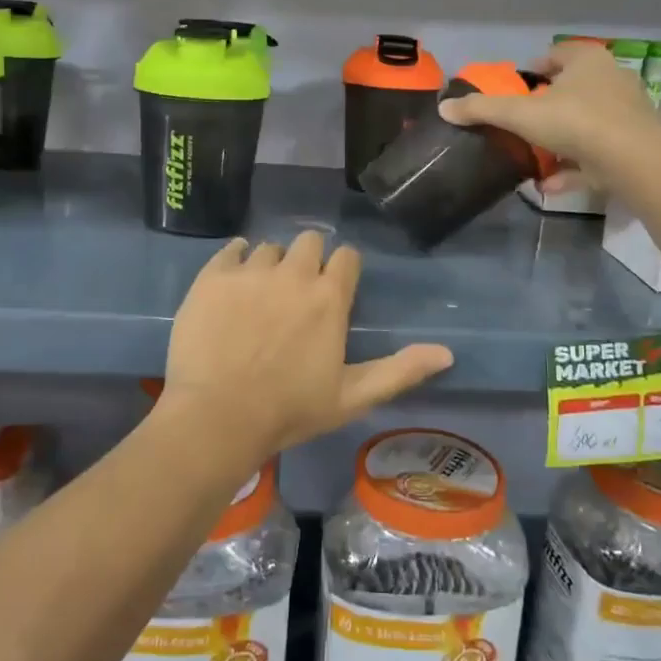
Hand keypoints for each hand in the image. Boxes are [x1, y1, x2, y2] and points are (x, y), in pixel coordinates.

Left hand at [163, 232, 453, 458]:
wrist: (215, 418)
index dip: (342, 270)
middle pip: (309, 242)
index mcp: (328, 298)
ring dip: (271, 264)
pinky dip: (235, 260)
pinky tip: (232, 284)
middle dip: (309, 260)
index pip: (346, 257)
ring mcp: (249, 272)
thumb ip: (400, 371)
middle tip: (296, 292)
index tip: (334, 289)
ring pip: (269, 248)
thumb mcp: (352, 397)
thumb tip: (448, 353)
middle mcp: (292, 274)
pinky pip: (230, 249)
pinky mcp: (212, 276)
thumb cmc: (289, 411)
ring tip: (260, 294)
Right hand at [438, 40, 660, 190]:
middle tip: (524, 121)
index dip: (536, 68)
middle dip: (548, 106)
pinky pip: (597, 154)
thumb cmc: (575, 121)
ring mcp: (626, 115)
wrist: (633, 159)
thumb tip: (444, 107)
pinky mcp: (633, 147)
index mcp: (587, 61)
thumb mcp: (520, 114)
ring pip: (586, 124)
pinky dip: (574, 167)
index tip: (519, 85)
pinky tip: (550, 184)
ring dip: (561, 140)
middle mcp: (611, 81)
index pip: (558, 55)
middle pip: (574, 89)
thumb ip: (482, 110)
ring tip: (534, 156)